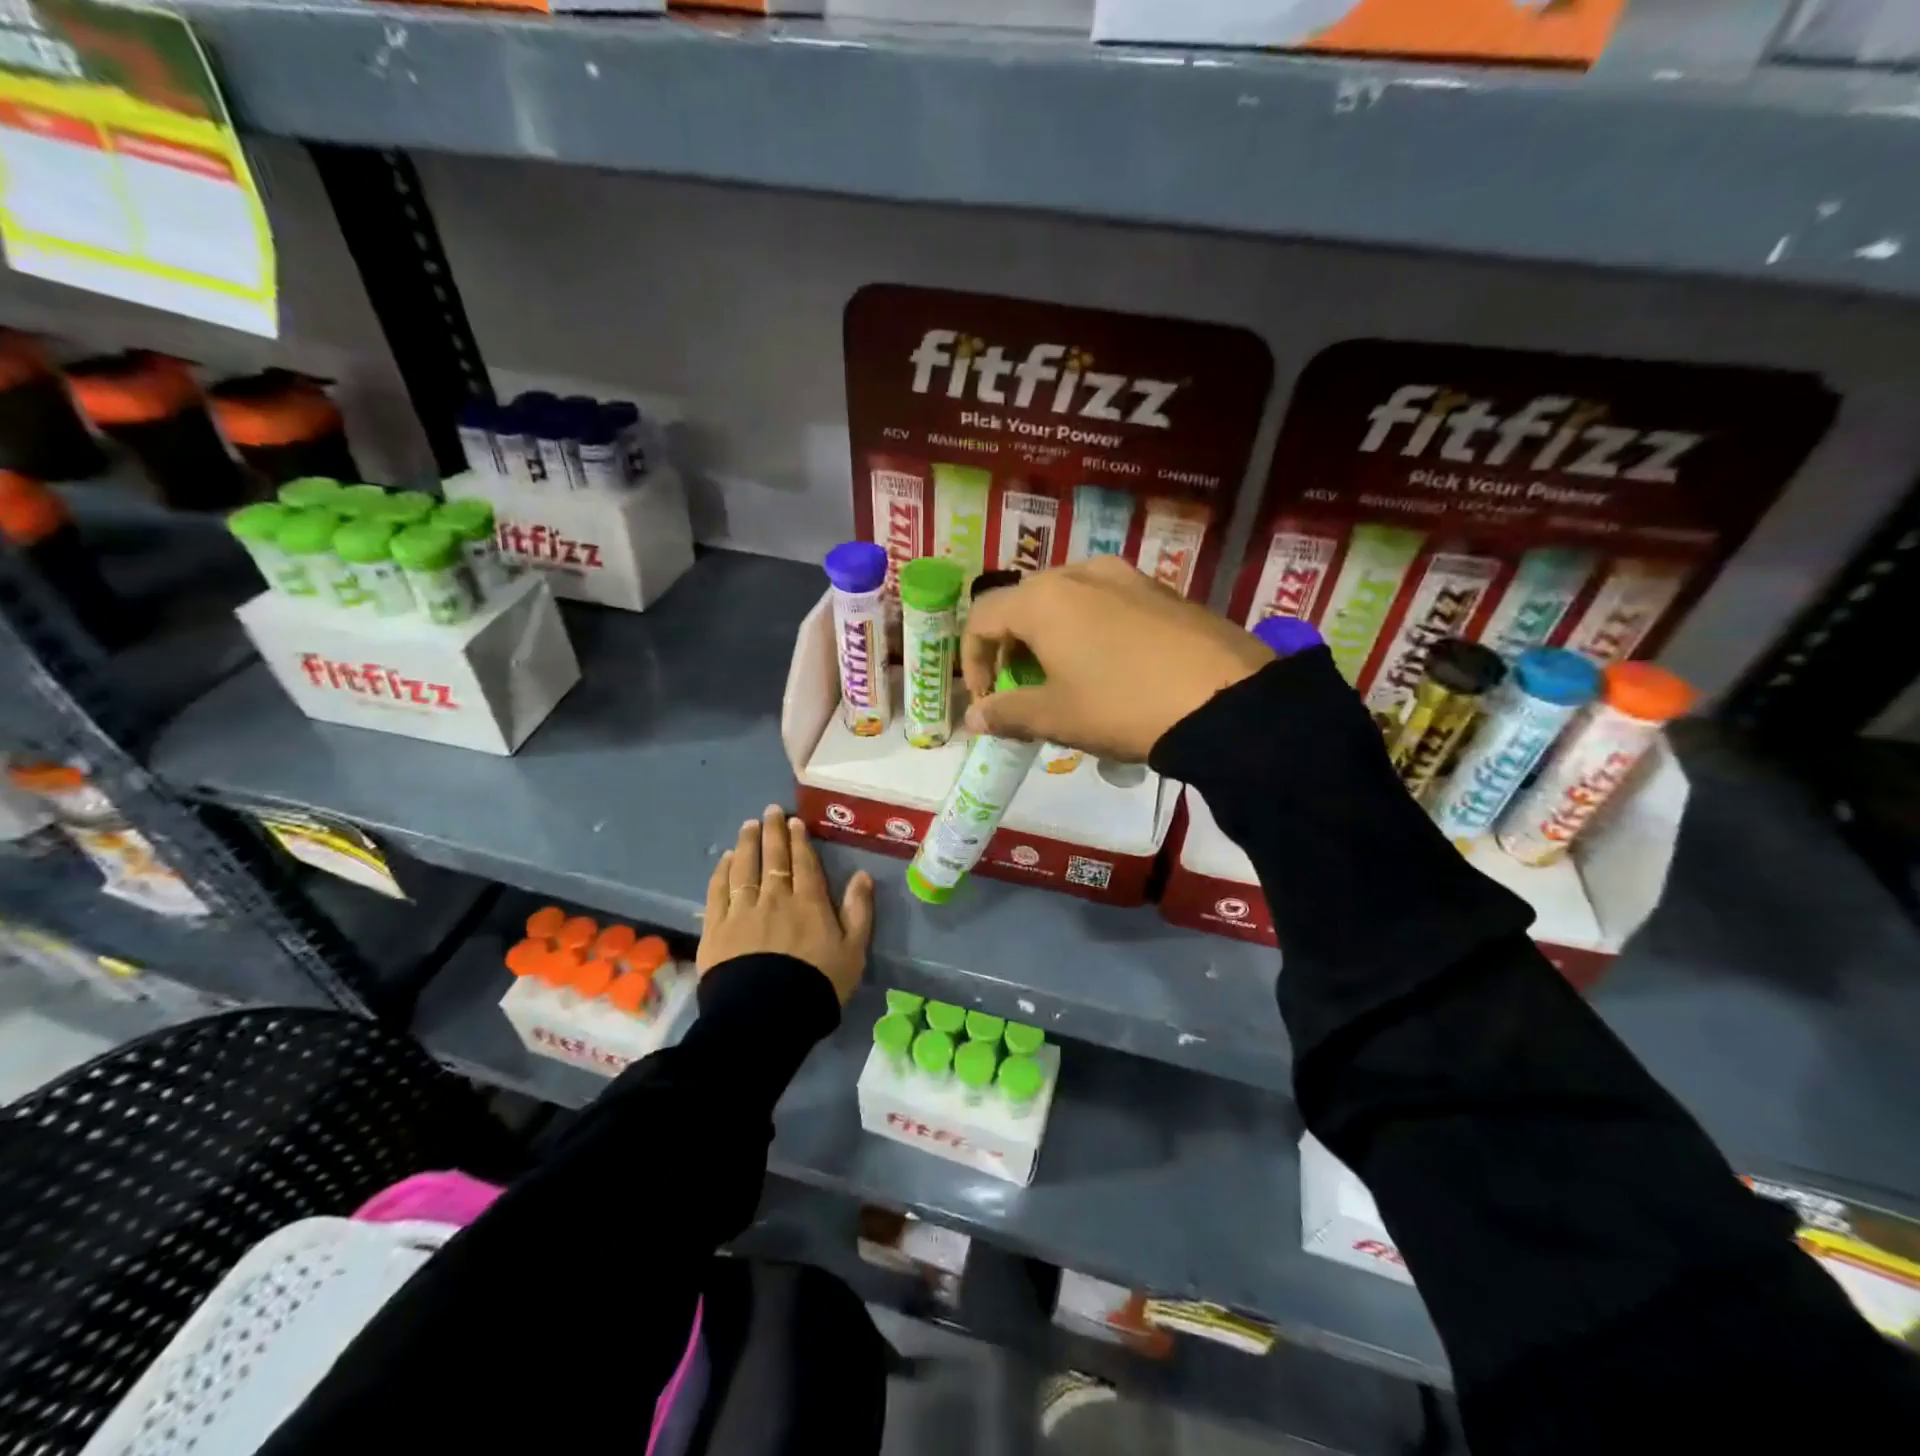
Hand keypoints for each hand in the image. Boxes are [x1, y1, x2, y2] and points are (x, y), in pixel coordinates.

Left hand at [698, 805, 874, 1004]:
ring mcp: (742, 911)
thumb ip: (858, 911)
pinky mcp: (716, 928)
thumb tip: (863, 875)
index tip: (794, 822)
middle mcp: (774, 898)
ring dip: (747, 844)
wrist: (766, 1017)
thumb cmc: (817, 985)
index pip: (803, 862)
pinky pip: (718, 891)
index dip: (799, 840)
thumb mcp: (853, 952)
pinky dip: (722, 872)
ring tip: (748, 826)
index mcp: (809, 902)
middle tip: (770, 811)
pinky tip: (725, 860)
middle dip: (772, 832)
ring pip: (744, 868)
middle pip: (773, 858)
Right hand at [961, 556, 1274, 761]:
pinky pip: (1105, 602)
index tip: (986, 699)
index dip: (972, 661)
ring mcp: (1125, 575)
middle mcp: (1080, 572)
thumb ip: (1006, 712)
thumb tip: (973, 718)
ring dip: (1049, 636)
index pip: (981, 617)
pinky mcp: (1160, 588)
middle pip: (1023, 603)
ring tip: (1065, 678)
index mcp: (1043, 598)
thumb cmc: (1122, 706)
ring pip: (1066, 600)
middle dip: (1011, 647)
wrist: (1226, 700)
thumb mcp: (1057, 716)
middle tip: (1021, 689)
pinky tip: (1110, 666)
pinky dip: (1088, 629)